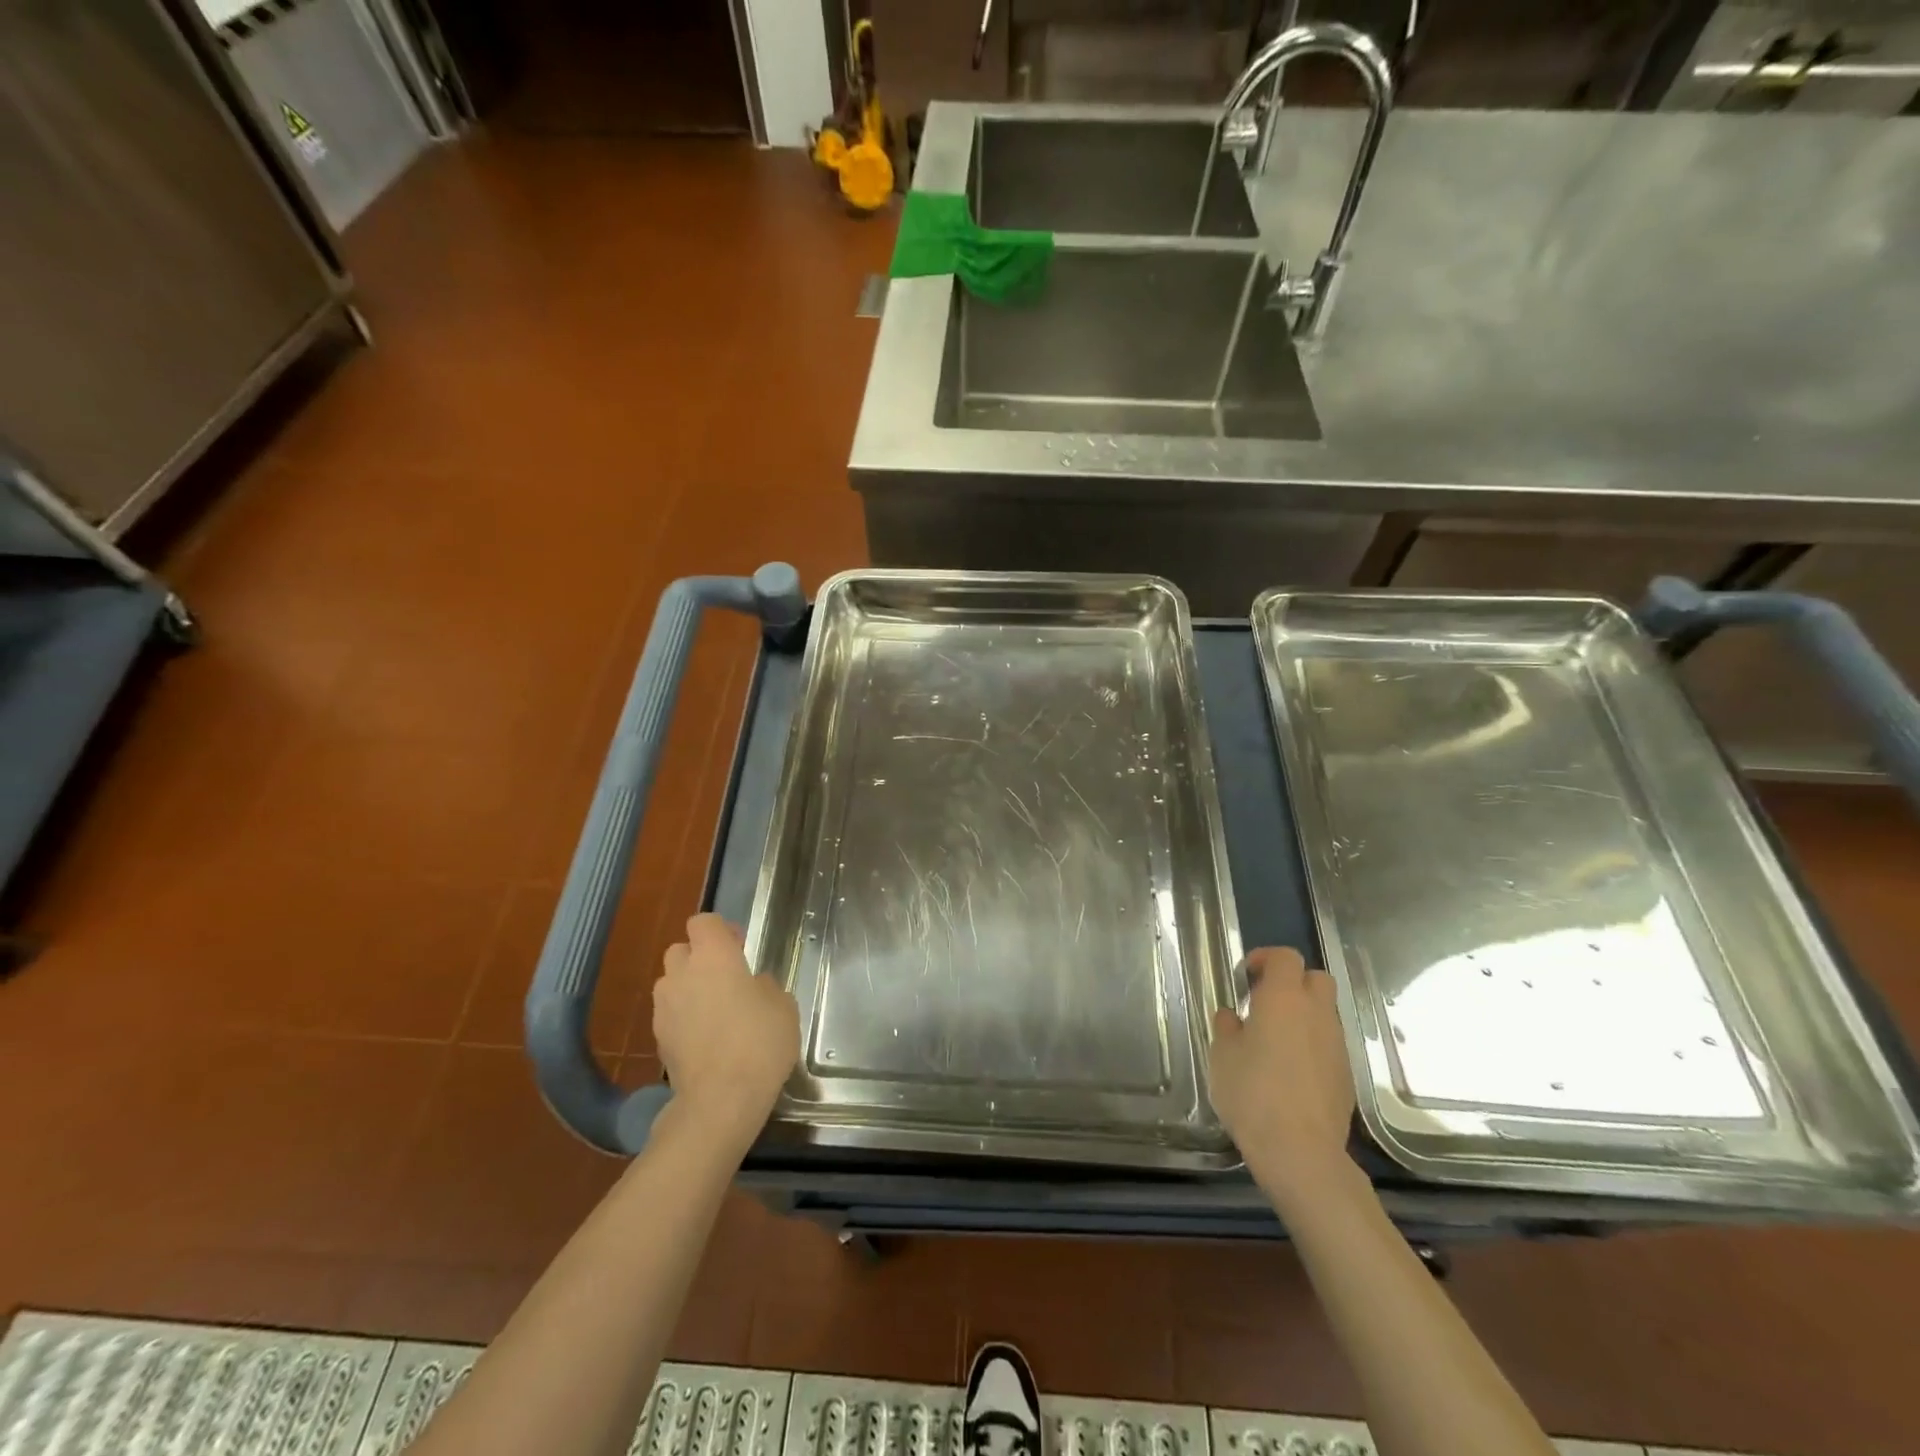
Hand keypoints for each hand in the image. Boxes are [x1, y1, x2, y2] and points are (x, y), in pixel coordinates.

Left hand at [653, 914, 799, 1153]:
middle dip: (699, 957)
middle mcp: (682, 974)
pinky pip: (670, 1014)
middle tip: (726, 977)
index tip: (740, 947)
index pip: (703, 922)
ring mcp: (665, 1007)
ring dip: (688, 988)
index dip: (720, 930)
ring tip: (714, 1010)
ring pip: (671, 982)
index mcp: (714, 956)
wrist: (720, 1100)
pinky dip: (683, 1018)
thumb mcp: (783, 1007)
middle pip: (680, 949)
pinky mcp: (658, 1038)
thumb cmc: (759, 1042)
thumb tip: (753, 986)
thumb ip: (765, 986)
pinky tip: (706, 1038)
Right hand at [1208, 947, 1356, 1207]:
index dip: (1266, 958)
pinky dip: (1312, 1043)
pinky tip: (1291, 1070)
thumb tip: (1234, 1017)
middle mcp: (1317, 1013)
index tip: (1247, 976)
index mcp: (1284, 998)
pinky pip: (1329, 1043)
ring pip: (1325, 1012)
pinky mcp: (1347, 1074)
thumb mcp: (1222, 1055)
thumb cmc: (1252, 1093)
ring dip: (1303, 1014)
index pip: (1285, 957)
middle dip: (1293, 982)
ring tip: (1275, 1039)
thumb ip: (1227, 1026)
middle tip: (1265, 1002)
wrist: (1301, 1152)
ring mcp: (1337, 1044)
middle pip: (1316, 978)